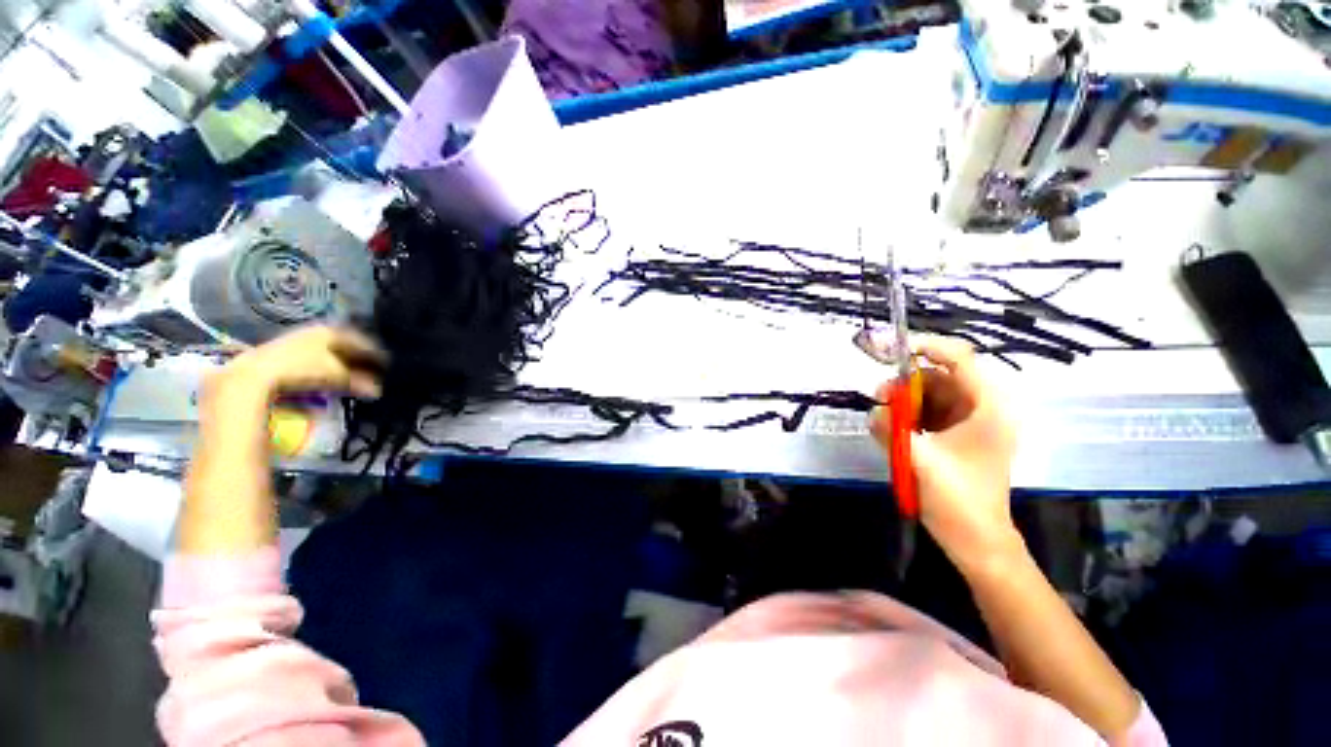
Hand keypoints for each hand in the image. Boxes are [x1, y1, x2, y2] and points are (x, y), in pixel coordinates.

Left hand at [206, 326, 387, 403]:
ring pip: (327, 351)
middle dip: (358, 358)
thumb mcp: (336, 376)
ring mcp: (298, 340)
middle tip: (371, 370)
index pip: (362, 340)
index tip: (387, 364)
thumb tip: (378, 390)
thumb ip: (359, 382)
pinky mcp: (283, 353)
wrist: (254, 376)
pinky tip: (326, 378)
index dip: (375, 353)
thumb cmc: (302, 369)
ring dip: (340, 363)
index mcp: (332, 331)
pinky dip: (324, 367)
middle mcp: (316, 331)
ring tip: (351, 376)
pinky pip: (313, 358)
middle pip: (344, 345)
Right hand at [869, 335, 1022, 572]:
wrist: (975, 540)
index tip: (891, 352)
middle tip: (880, 398)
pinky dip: (908, 416)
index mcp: (986, 408)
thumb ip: (891, 429)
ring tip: (883, 418)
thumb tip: (873, 411)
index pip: (960, 358)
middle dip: (907, 383)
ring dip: (904, 401)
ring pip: (930, 395)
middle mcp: (981, 408)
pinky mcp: (956, 436)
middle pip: (940, 377)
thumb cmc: (957, 500)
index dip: (926, 347)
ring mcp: (969, 423)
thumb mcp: (919, 460)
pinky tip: (892, 430)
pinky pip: (928, 413)